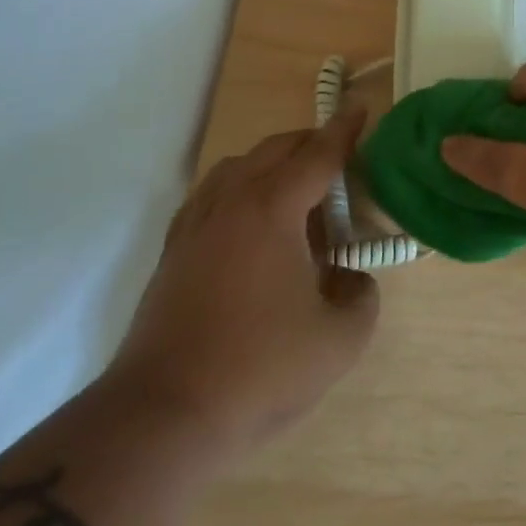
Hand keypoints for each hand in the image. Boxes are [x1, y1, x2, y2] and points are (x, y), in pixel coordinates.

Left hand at [108, 108, 378, 449]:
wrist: (164, 416)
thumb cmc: (260, 370)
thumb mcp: (340, 340)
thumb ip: (362, 297)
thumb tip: (351, 279)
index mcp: (272, 210)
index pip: (317, 155)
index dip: (344, 131)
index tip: (361, 109)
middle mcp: (230, 203)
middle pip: (275, 150)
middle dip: (311, 143)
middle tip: (341, 160)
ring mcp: (195, 226)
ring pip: (236, 168)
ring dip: (272, 164)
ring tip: (298, 194)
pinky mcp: (173, 253)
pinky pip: (211, 196)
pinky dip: (240, 189)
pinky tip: (253, 224)